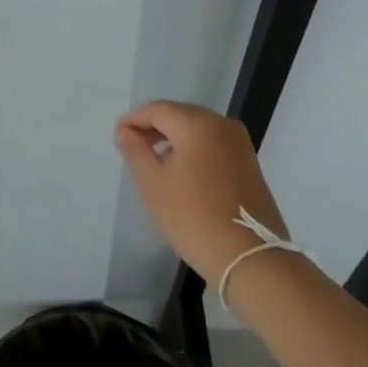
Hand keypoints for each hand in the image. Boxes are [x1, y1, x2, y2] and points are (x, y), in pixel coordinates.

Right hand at [114, 101, 294, 287]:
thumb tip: (124, 130)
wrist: (249, 256)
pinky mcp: (249, 161)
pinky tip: (182, 169)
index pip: (158, 110)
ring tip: (154, 159)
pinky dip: (193, 147)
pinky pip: (213, 142)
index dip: (134, 119)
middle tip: (133, 146)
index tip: (118, 135)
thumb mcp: (154, 185)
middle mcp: (222, 124)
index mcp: (198, 124)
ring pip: (198, 128)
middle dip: (154, 126)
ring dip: (174, 137)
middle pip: (180, 114)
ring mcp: (239, 142)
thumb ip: (135, 151)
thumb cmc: (193, 218)